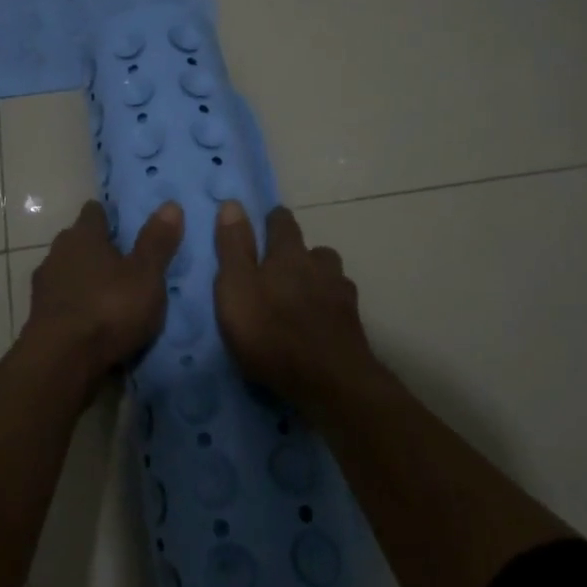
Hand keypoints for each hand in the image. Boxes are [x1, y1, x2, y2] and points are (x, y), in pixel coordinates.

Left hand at [23, 200, 184, 384]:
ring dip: (86, 279)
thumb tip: (171, 204)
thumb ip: (157, 241)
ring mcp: (45, 286)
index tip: (125, 224)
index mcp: (83, 235)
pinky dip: (77, 305)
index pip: (94, 212)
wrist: (62, 361)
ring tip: (111, 293)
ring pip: (69, 272)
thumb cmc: (109, 308)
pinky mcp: (40, 317)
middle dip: (98, 248)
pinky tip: (94, 319)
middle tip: (125, 260)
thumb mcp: (145, 275)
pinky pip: (64, 301)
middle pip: (79, 241)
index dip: (109, 216)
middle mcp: (58, 253)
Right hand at [213, 201, 371, 399]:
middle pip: (313, 249)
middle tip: (280, 269)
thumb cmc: (271, 332)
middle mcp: (320, 266)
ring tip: (302, 298)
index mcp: (288, 254)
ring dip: (318, 280)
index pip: (283, 222)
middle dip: (298, 253)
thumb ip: (233, 247)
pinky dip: (329, 308)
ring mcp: (342, 295)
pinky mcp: (354, 325)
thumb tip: (232, 204)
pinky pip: (340, 305)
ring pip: (331, 276)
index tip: (265, 223)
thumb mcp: (235, 288)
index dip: (273, 220)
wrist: (329, 382)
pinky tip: (320, 324)